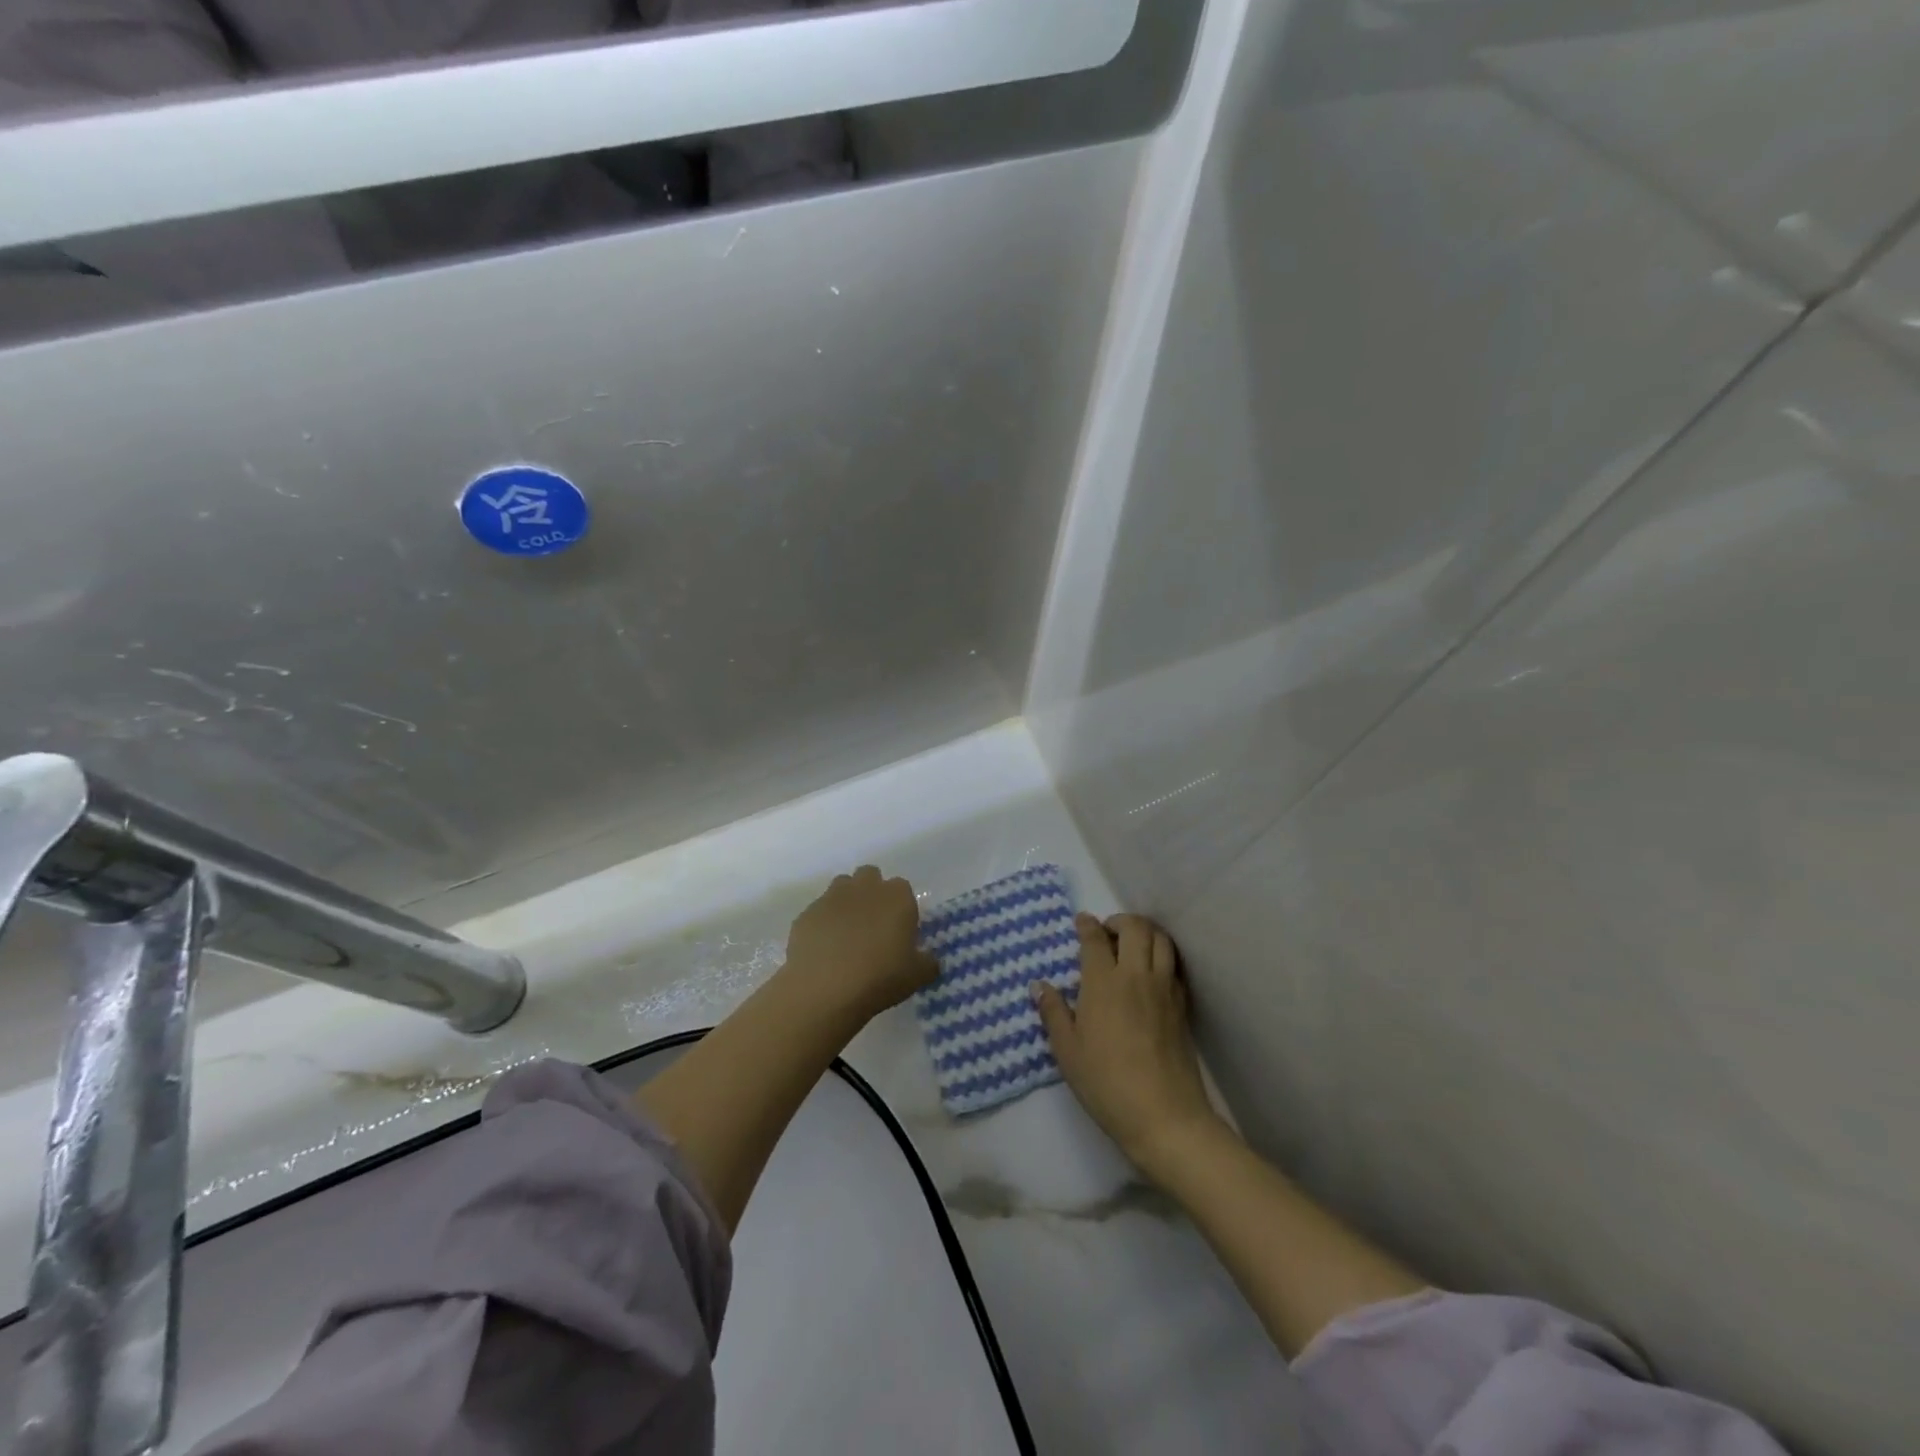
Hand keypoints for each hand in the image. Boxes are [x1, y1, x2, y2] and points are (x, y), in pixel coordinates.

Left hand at [782, 866, 938, 1023]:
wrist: (825, 988)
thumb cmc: (880, 977)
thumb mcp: (917, 976)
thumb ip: (928, 962)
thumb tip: (929, 959)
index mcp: (897, 897)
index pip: (902, 888)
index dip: (901, 907)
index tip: (899, 930)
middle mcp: (864, 888)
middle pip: (870, 876)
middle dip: (872, 892)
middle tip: (873, 925)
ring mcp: (831, 897)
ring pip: (841, 887)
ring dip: (846, 902)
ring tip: (847, 934)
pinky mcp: (806, 913)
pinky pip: (818, 912)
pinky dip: (823, 924)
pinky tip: (823, 949)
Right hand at [1034, 913, 1222, 1177]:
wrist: (1164, 1115)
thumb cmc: (1106, 1083)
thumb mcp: (1067, 1051)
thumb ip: (1053, 1013)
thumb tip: (1039, 986)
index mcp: (1103, 982)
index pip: (1095, 939)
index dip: (1087, 925)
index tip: (1081, 921)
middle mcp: (1136, 975)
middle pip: (1135, 927)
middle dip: (1120, 920)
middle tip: (1107, 932)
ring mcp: (1164, 989)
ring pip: (1161, 940)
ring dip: (1145, 932)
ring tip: (1132, 944)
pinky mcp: (1182, 1006)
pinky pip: (1174, 965)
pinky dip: (1162, 955)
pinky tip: (1151, 972)